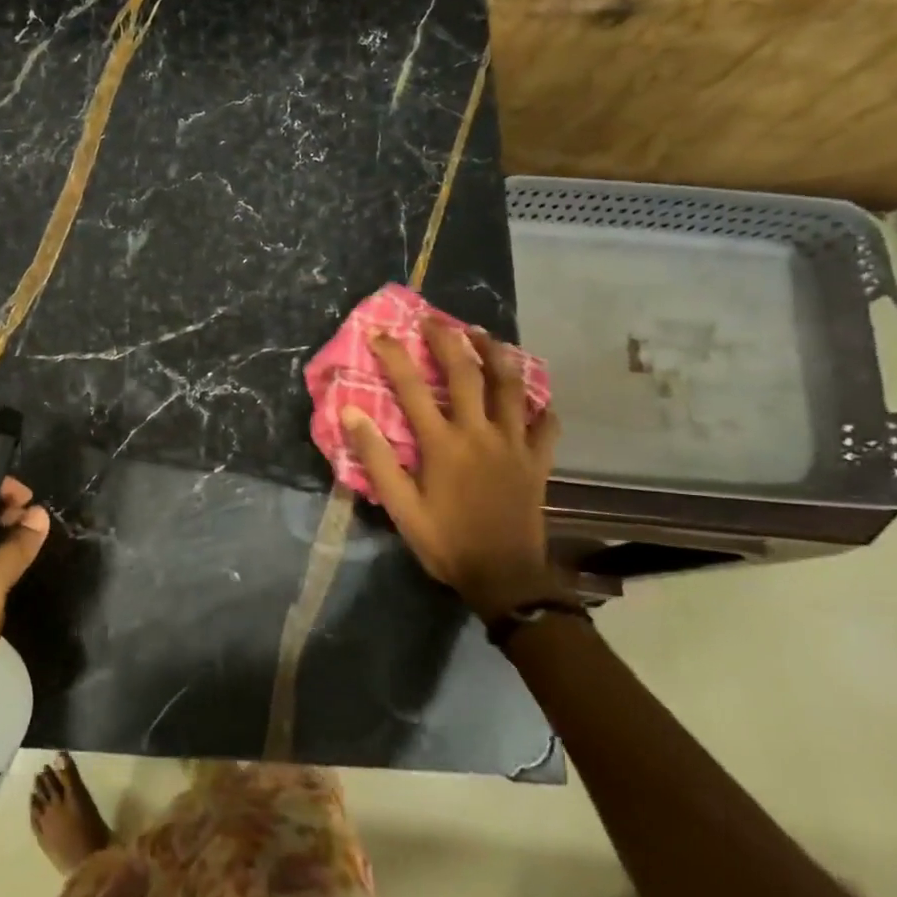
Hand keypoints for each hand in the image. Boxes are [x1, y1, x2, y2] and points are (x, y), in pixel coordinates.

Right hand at [342, 320, 562, 619]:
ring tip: (483, 334)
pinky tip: (533, 394)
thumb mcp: (400, 506)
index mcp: (442, 444)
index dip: (395, 356)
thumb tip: (351, 413)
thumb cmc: (445, 542)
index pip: (412, 388)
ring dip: (495, 355)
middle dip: (447, 340)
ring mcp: (514, 444)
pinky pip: (545, 424)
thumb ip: (377, 458)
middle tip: (433, 320)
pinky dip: (540, 404)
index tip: (380, 334)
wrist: (504, 577)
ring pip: (509, 387)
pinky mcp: (537, 460)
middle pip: (465, 374)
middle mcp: (479, 433)